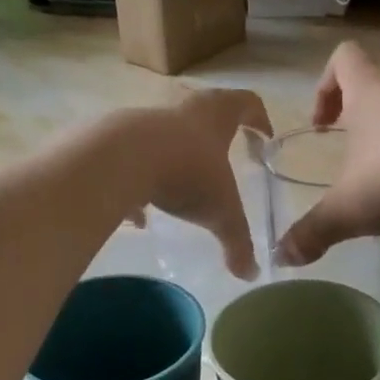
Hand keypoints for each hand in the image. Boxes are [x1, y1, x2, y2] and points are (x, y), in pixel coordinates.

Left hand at [120, 86, 269, 279]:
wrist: (119, 161)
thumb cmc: (185, 176)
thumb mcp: (221, 215)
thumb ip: (238, 244)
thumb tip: (250, 275)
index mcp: (215, 117)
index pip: (246, 103)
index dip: (260, 119)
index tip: (265, 139)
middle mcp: (181, 111)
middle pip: (206, 110)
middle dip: (218, 133)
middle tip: (226, 156)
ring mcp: (145, 122)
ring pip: (167, 135)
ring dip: (177, 158)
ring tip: (180, 192)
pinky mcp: (114, 140)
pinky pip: (133, 160)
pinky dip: (141, 181)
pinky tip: (140, 213)